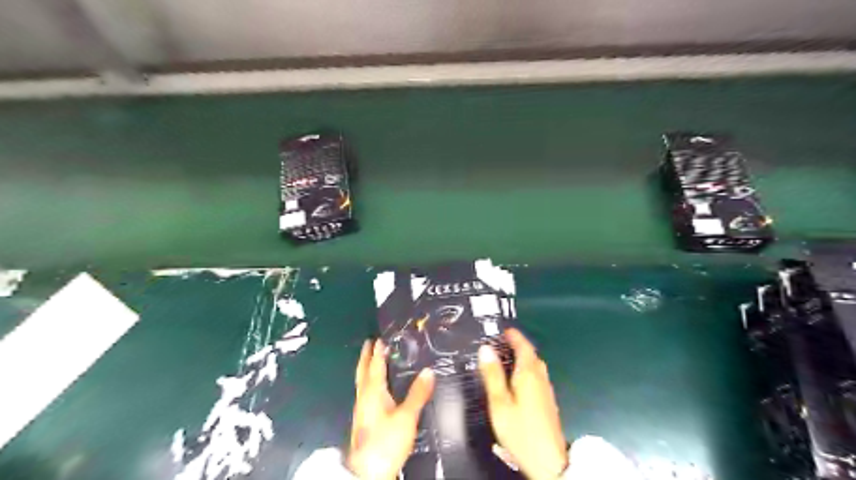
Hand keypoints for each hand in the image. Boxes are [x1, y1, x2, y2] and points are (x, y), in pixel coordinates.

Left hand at [345, 339, 435, 477]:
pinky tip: (375, 388)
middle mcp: (364, 397)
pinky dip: (368, 382)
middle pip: (363, 372)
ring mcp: (361, 409)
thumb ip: (417, 394)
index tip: (380, 338)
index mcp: (372, 392)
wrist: (367, 473)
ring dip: (366, 368)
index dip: (378, 352)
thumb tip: (428, 371)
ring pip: (362, 382)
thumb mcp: (406, 417)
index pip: (375, 366)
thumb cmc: (386, 441)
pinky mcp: (363, 420)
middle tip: (369, 343)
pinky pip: (365, 392)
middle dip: (366, 356)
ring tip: (371, 360)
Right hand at [480, 327, 571, 479]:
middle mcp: (540, 377)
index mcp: (529, 373)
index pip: (523, 346)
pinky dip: (526, 370)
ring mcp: (546, 390)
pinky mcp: (548, 401)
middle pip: (531, 354)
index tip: (504, 330)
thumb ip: (492, 374)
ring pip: (535, 366)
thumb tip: (486, 349)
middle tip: (501, 343)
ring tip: (506, 359)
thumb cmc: (520, 430)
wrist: (548, 462)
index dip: (514, 336)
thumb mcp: (499, 402)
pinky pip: (536, 376)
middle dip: (518, 346)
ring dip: (522, 358)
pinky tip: (517, 381)